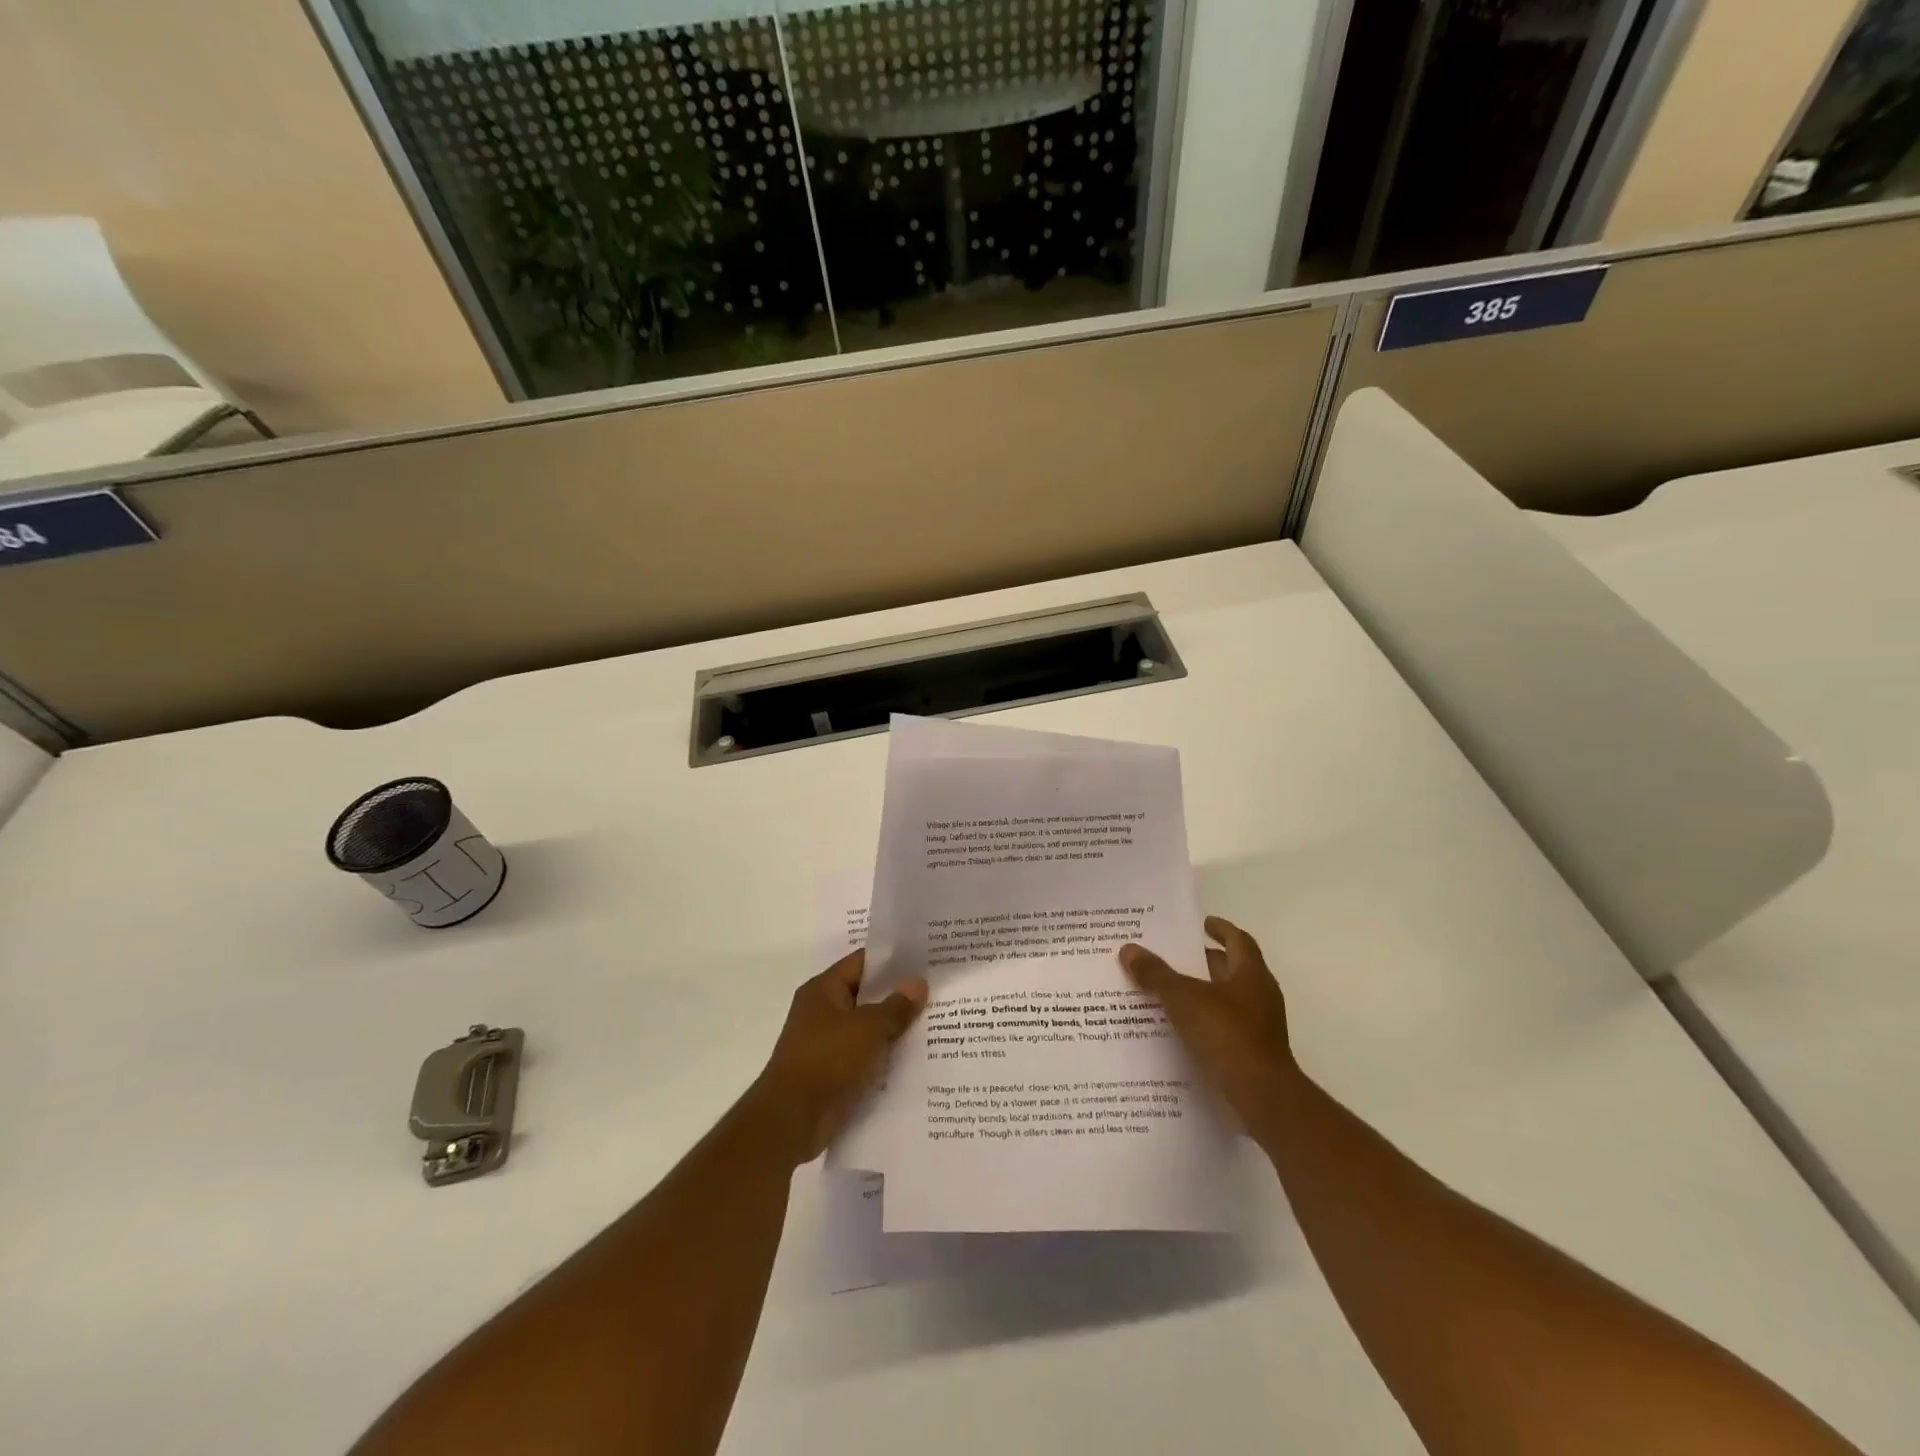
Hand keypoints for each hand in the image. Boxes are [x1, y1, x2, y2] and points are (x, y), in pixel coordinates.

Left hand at [750, 950, 927, 1164]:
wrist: (792, 1119)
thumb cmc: (828, 1060)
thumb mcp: (868, 1028)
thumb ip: (895, 1007)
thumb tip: (918, 983)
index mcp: (823, 989)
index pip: (862, 962)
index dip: (892, 960)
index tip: (924, 960)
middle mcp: (822, 1011)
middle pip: (866, 995)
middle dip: (898, 996)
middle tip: (936, 992)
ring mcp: (826, 1043)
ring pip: (867, 1028)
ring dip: (893, 1029)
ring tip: (934, 1024)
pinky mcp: (832, 1072)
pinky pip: (864, 1056)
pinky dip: (883, 1057)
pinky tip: (914, 1059)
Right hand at [1120, 917, 1297, 1136]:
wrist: (1261, 1098)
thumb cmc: (1227, 1035)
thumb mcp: (1183, 999)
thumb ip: (1156, 974)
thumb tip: (1128, 948)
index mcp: (1251, 974)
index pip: (1238, 940)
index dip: (1220, 929)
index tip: (1200, 924)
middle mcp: (1259, 996)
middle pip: (1231, 969)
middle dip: (1203, 961)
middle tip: (1171, 956)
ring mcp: (1258, 1027)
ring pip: (1225, 1000)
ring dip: (1200, 993)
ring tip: (1165, 991)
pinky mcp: (1250, 1053)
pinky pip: (1222, 1028)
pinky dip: (1201, 1022)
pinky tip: (1176, 1028)